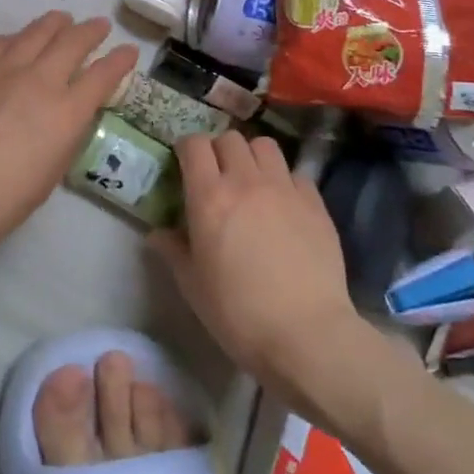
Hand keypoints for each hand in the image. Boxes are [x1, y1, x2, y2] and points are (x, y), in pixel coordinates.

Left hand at [0, 11, 137, 269]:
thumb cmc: (1, 202)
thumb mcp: (50, 175)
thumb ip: (64, 138)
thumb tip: (68, 117)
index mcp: (66, 113)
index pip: (102, 75)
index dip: (120, 61)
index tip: (129, 51)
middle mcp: (39, 81)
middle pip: (71, 42)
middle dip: (91, 31)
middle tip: (99, 26)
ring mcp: (2, 71)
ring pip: (35, 33)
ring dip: (54, 24)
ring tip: (62, 20)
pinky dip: (16, 38)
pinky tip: (16, 40)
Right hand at [149, 132, 365, 400]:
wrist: (305, 335)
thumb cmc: (237, 313)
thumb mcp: (192, 285)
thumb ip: (173, 250)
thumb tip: (158, 233)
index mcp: (209, 196)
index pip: (194, 144)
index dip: (186, 148)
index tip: (184, 163)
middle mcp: (246, 181)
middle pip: (230, 138)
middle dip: (219, 150)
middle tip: (217, 175)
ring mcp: (284, 189)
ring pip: (265, 146)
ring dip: (253, 156)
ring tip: (252, 181)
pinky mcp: (315, 204)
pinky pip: (296, 174)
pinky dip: (285, 180)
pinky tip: (284, 205)